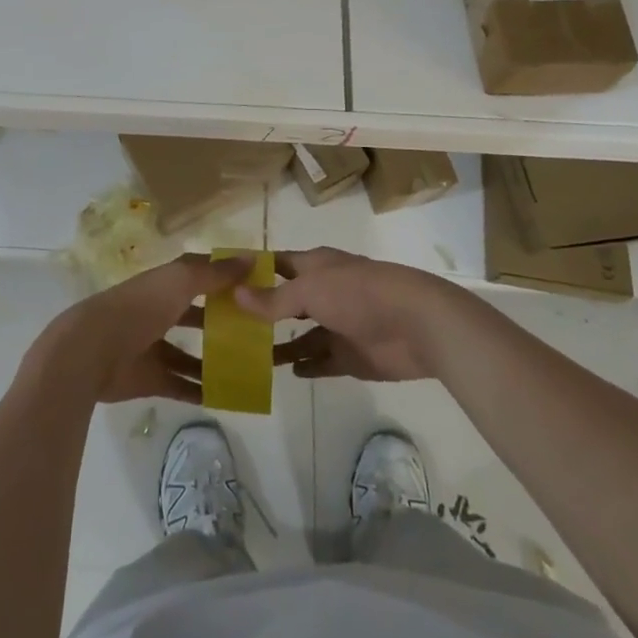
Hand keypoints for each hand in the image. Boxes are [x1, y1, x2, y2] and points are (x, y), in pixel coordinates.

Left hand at [21, 254, 252, 404]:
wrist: (91, 352)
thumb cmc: (138, 308)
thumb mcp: (180, 282)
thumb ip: (214, 273)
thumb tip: (251, 259)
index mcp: (164, 283)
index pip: (199, 275)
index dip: (225, 277)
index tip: (257, 285)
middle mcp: (159, 311)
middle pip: (197, 315)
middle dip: (224, 321)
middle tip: (259, 332)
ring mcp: (153, 346)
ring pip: (190, 353)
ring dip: (215, 360)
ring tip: (250, 368)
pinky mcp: (150, 378)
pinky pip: (181, 385)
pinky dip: (201, 390)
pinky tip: (228, 397)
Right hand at [239, 248, 475, 382]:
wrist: (417, 325)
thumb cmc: (359, 294)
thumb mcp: (311, 291)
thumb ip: (274, 299)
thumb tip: (236, 295)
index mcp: (315, 267)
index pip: (276, 264)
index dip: (251, 271)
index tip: (221, 283)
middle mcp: (324, 292)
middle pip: (286, 301)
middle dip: (261, 312)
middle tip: (226, 328)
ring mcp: (338, 325)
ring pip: (301, 334)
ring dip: (279, 344)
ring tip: (249, 357)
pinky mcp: (352, 355)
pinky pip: (322, 361)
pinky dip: (306, 366)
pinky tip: (287, 373)